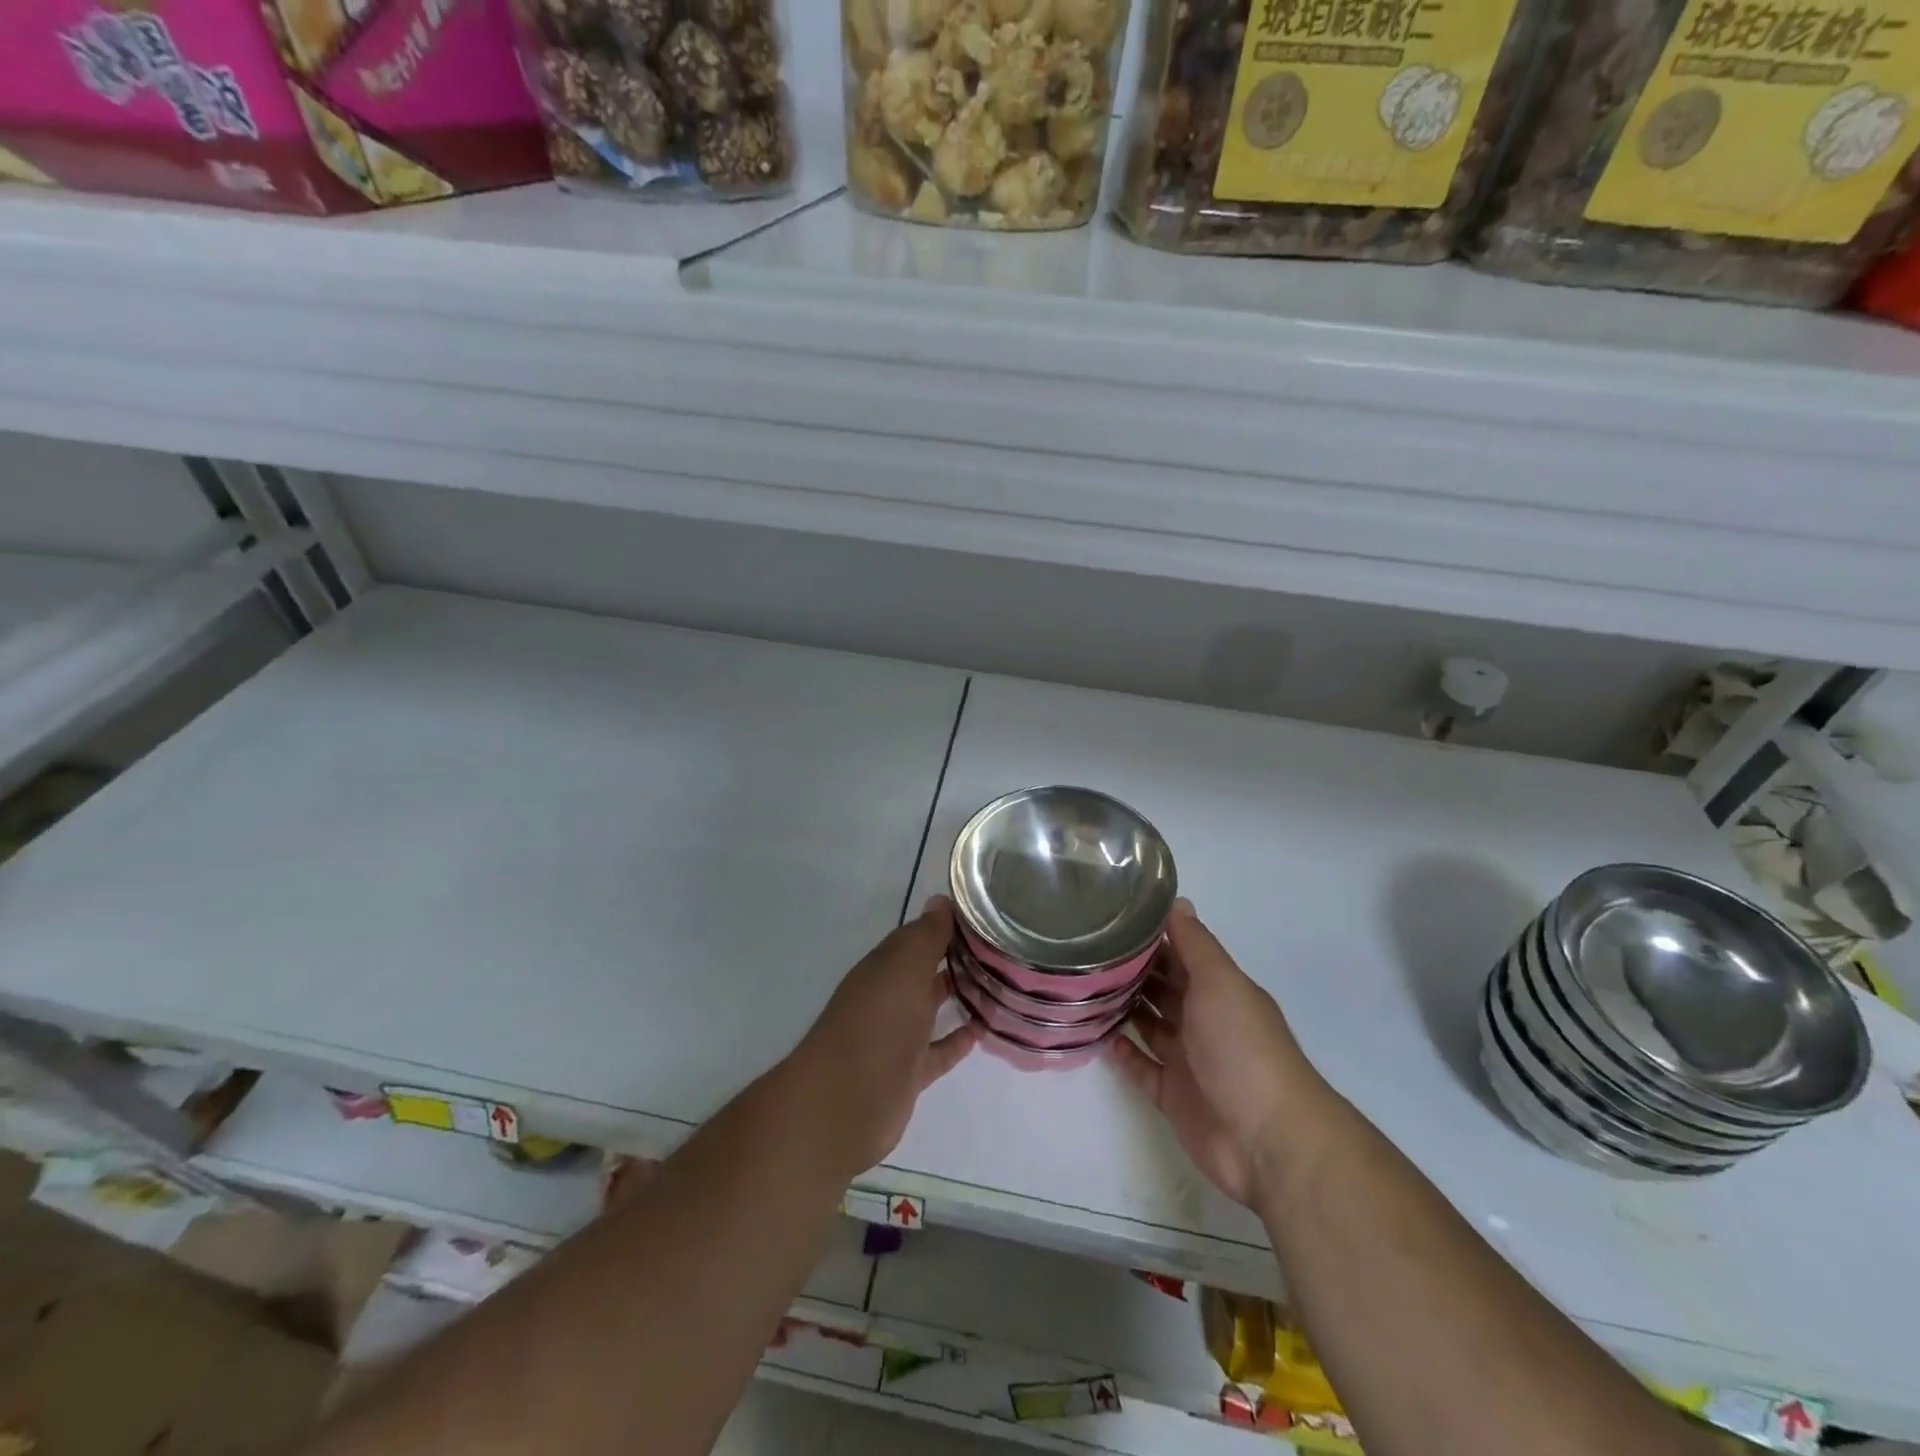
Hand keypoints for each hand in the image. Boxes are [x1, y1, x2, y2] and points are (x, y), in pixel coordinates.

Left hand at [793, 897, 977, 1174]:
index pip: (918, 937)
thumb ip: (926, 934)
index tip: (987, 917)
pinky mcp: (910, 1072)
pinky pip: (940, 1050)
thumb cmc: (879, 1020)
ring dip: (961, 995)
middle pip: (926, 971)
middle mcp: (889, 996)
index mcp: (884, 966)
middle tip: (1003, 949)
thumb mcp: (904, 965)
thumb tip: (940, 900)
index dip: (948, 925)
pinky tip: (985, 1028)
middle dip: (957, 958)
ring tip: (1002, 984)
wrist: (848, 1100)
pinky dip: (959, 1039)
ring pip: (933, 1008)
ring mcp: (898, 1036)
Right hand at [1110, 900, 1328, 1206]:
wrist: (1267, 1139)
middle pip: (1163, 987)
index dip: (1152, 936)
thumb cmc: (1242, 1048)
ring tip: (1084, 988)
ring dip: (1124, 1007)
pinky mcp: (1173, 1095)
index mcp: (1219, 990)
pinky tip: (1100, 1035)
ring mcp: (1188, 1059)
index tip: (1111, 917)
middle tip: (1086, 950)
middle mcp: (1204, 1019)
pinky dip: (1124, 1053)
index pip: (1181, 953)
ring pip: (1150, 1024)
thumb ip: (1196, 943)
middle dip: (1132, 969)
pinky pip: (1142, 1067)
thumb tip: (1177, 900)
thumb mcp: (1220, 983)